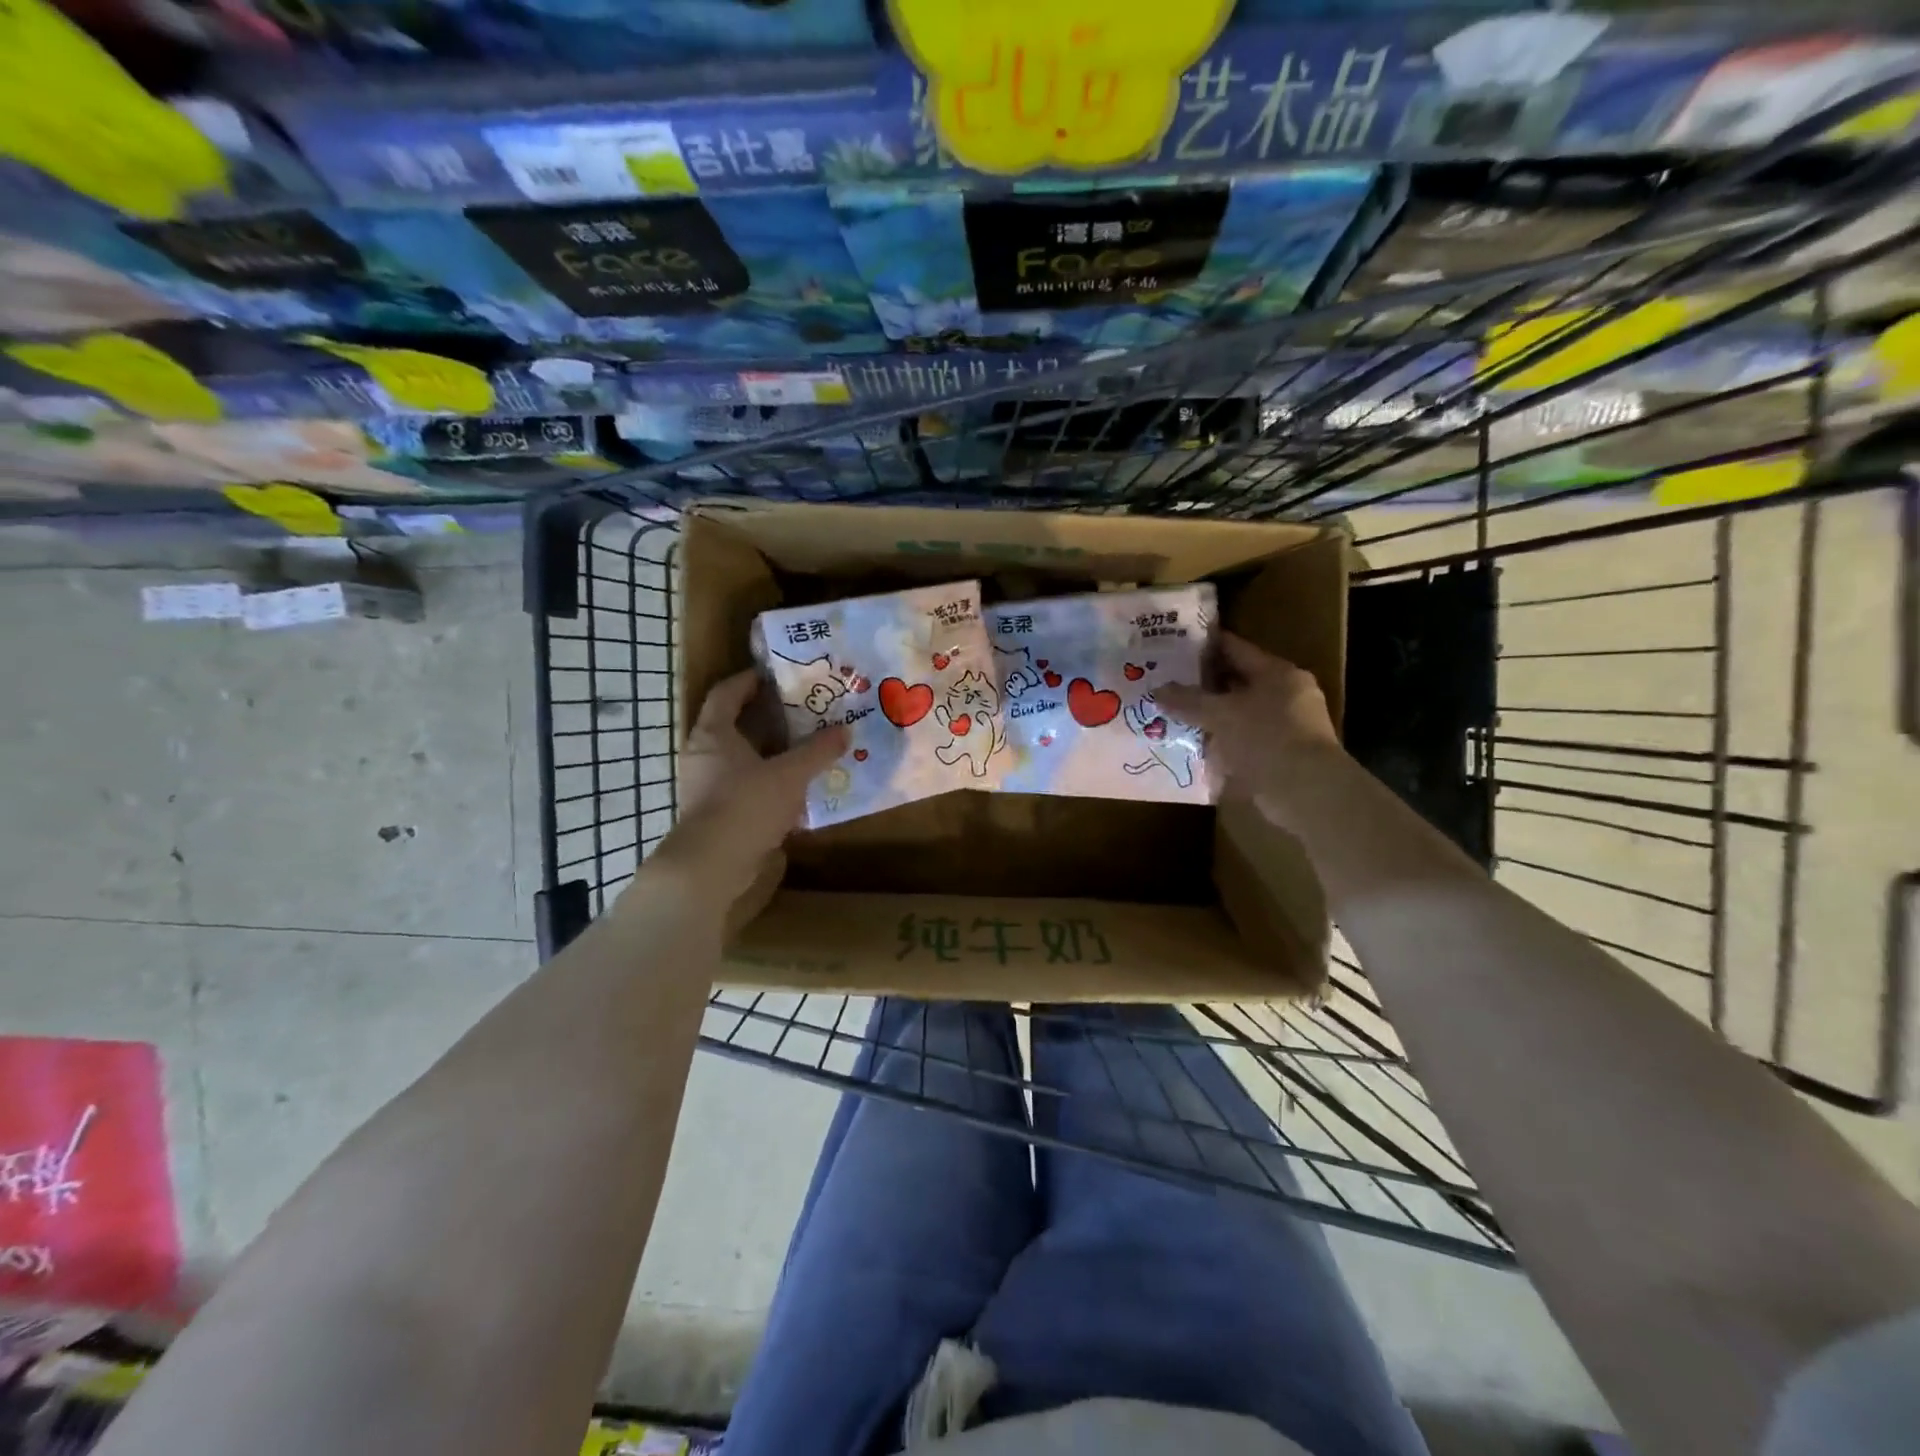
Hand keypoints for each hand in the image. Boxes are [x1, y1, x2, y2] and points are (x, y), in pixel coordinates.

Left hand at [642, 669, 847, 914]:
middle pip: (735, 725)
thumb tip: (845, 731)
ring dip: (770, 753)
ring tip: (805, 749)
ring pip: (741, 759)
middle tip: (802, 711)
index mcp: (714, 733)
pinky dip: (767, 782)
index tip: (776, 674)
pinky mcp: (715, 814)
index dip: (750, 680)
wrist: (711, 866)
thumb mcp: (790, 774)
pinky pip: (744, 787)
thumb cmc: (745, 805)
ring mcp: (706, 786)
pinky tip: (795, 790)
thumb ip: (818, 751)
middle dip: (767, 718)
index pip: (727, 693)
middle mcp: (704, 754)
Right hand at [1155, 633, 1342, 826]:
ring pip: (1239, 714)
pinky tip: (1195, 747)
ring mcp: (1286, 727)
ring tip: (1175, 716)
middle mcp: (1286, 694)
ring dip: (1212, 716)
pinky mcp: (1281, 756)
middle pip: (1238, 682)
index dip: (1205, 646)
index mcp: (1277, 673)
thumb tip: (1158, 690)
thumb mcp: (1220, 714)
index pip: (1236, 649)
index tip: (1175, 645)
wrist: (1306, 792)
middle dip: (1204, 685)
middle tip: (1168, 683)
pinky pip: (1243, 741)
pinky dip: (1221, 743)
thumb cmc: (1266, 738)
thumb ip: (1188, 700)